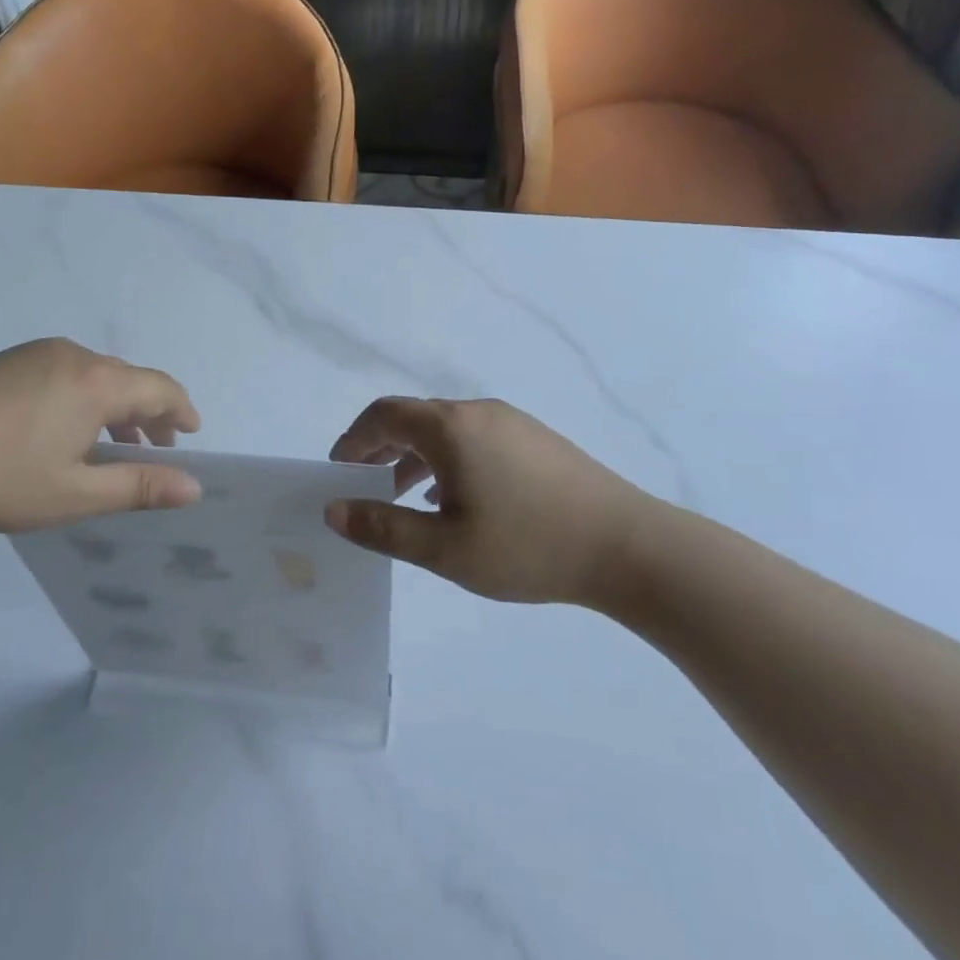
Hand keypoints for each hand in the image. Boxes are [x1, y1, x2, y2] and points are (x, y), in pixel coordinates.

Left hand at [0, 338, 201, 534]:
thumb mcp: (74, 494)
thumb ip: (138, 487)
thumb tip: (194, 487)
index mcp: (97, 382)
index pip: (160, 387)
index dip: (182, 410)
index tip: (191, 436)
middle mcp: (72, 355)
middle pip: (128, 378)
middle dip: (148, 413)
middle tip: (153, 451)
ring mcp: (33, 354)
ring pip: (93, 375)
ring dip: (113, 407)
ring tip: (108, 446)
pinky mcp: (2, 361)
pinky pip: (61, 373)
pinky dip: (80, 398)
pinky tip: (58, 431)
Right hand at [326, 397, 655, 603]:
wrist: (626, 545)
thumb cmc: (526, 546)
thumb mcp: (444, 547)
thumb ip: (383, 526)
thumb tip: (334, 509)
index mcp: (450, 428)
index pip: (384, 415)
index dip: (354, 438)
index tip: (338, 469)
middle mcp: (478, 412)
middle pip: (415, 417)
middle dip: (381, 447)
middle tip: (363, 484)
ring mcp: (512, 422)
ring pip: (447, 430)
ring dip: (415, 456)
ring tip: (402, 495)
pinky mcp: (536, 439)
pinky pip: (475, 438)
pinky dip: (448, 459)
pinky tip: (454, 497)